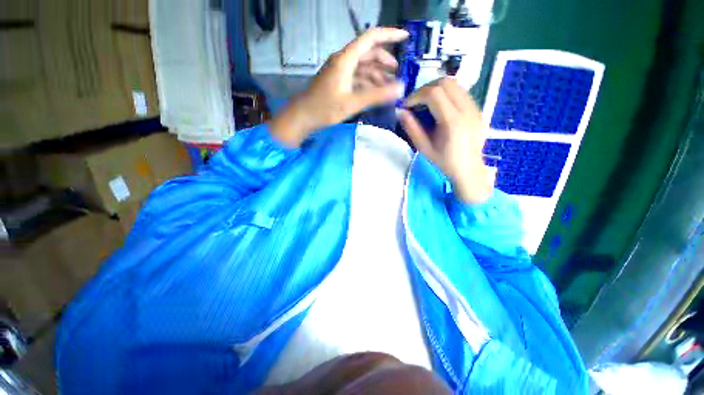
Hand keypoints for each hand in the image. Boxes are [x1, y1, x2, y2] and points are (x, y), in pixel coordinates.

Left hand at [271, 27, 408, 146]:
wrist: (303, 117)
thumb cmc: (325, 108)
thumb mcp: (353, 102)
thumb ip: (377, 95)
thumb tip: (401, 88)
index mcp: (346, 59)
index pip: (371, 38)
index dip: (389, 35)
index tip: (406, 38)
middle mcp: (343, 61)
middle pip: (368, 53)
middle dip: (385, 61)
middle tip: (398, 74)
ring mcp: (340, 72)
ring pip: (363, 67)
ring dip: (377, 75)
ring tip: (389, 87)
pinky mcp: (337, 82)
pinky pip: (356, 78)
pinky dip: (367, 83)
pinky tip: (375, 93)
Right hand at [397, 77, 494, 203]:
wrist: (469, 169)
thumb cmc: (445, 162)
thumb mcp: (424, 148)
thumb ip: (412, 128)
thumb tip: (400, 111)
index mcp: (453, 122)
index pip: (434, 94)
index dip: (416, 95)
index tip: (407, 105)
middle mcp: (467, 110)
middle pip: (445, 83)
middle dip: (425, 89)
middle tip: (416, 102)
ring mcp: (475, 107)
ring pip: (454, 84)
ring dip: (436, 89)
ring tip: (426, 103)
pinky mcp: (477, 108)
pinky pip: (460, 91)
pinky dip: (446, 93)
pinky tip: (439, 107)